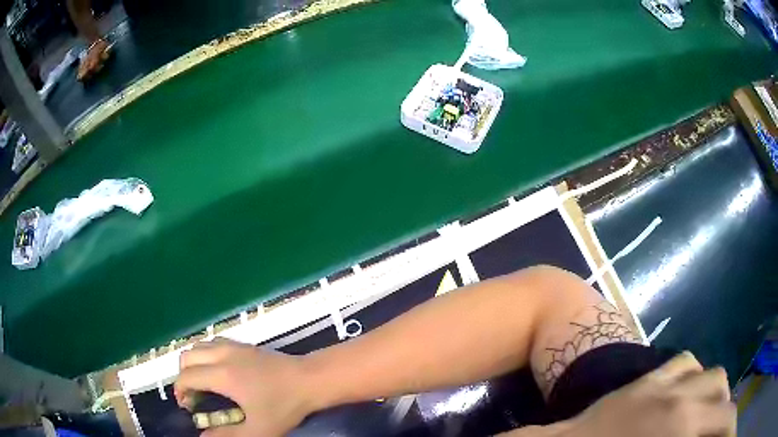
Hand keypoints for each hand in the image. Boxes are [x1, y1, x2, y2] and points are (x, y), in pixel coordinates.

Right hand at [174, 339, 312, 436]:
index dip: (180, 391)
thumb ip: (227, 435)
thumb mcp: (258, 430)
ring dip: (193, 363)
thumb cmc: (284, 406)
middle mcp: (222, 354)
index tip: (187, 407)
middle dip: (183, 375)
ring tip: (202, 382)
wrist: (309, 380)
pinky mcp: (244, 343)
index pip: (186, 377)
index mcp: (222, 375)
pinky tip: (218, 370)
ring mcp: (233, 345)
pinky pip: (213, 342)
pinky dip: (205, 354)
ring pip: (199, 345)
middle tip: (194, 395)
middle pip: (187, 356)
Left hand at [567, 352, 735, 436]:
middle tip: (722, 431)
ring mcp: (661, 382)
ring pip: (709, 374)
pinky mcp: (643, 379)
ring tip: (710, 416)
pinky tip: (689, 395)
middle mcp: (680, 395)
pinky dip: (695, 378)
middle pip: (722, 395)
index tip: (728, 430)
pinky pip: (683, 364)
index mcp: (682, 424)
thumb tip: (704, 434)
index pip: (724, 420)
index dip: (730, 426)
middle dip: (726, 415)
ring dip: (715, 394)